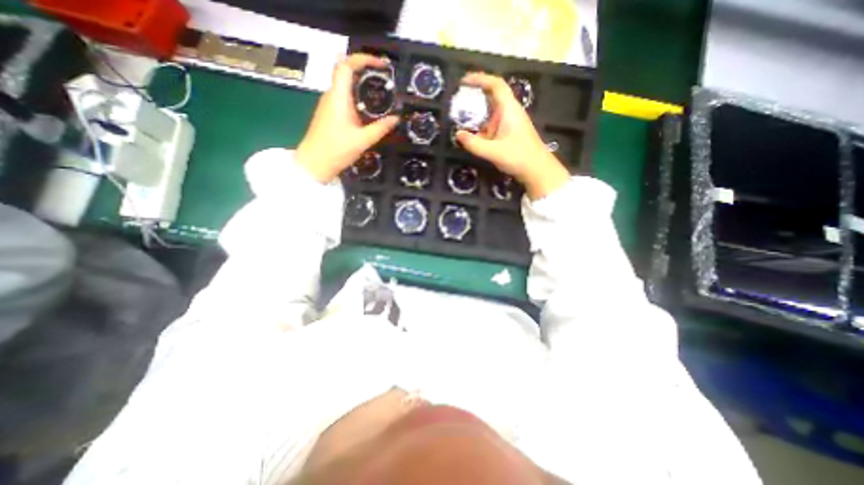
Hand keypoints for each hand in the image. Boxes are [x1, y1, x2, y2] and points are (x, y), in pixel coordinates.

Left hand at [291, 54, 395, 184]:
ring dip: (362, 86)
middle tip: (385, 80)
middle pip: (346, 73)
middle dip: (366, 71)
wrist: (315, 163)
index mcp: (338, 97)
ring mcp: (329, 104)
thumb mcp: (363, 140)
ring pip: (345, 86)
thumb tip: (396, 119)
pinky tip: (369, 110)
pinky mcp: (330, 114)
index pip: (346, 65)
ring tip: (381, 94)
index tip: (381, 65)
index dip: (363, 59)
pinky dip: (358, 98)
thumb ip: (381, 128)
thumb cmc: (337, 150)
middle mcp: (332, 95)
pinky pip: (345, 99)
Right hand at [454, 73, 571, 199]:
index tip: (464, 82)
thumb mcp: (493, 152)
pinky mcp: (509, 133)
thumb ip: (474, 144)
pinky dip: (482, 128)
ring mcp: (510, 123)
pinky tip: (473, 137)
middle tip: (459, 102)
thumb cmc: (518, 157)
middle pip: (492, 97)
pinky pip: (493, 125)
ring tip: (462, 121)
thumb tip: (458, 135)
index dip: (480, 79)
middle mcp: (510, 112)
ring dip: (477, 115)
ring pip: (491, 113)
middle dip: (475, 98)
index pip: (495, 85)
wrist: (537, 170)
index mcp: (509, 109)